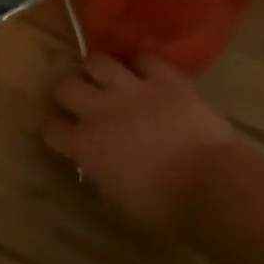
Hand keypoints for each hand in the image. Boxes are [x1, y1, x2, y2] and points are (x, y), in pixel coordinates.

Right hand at [44, 53, 236, 231]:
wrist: (212, 184)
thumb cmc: (164, 206)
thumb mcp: (117, 196)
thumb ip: (99, 170)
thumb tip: (96, 161)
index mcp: (84, 145)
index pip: (51, 127)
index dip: (54, 127)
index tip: (62, 130)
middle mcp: (99, 110)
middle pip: (64, 85)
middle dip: (64, 86)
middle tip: (73, 91)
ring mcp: (131, 90)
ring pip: (97, 61)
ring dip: (95, 67)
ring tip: (102, 73)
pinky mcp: (165, 79)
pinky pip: (143, 58)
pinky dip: (139, 62)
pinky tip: (141, 68)